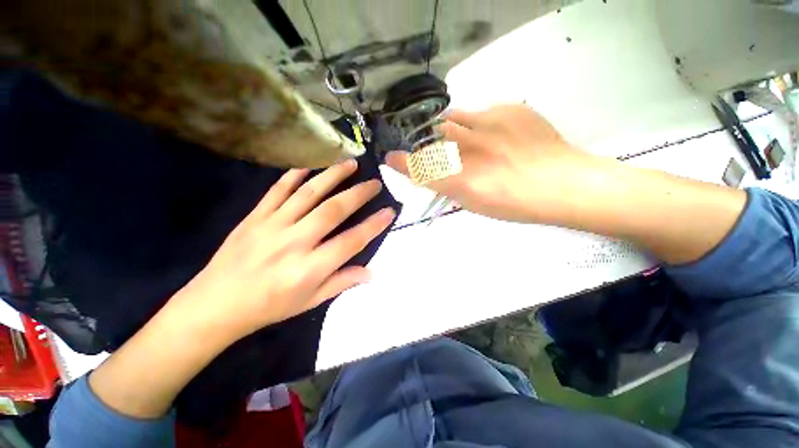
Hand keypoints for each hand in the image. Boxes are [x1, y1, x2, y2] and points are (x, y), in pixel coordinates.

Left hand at [171, 159, 395, 339]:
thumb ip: (342, 283)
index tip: (389, 211)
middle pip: (333, 211)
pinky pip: (277, 190)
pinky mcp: (255, 217)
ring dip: (332, 176)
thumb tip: (370, 273)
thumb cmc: (269, 307)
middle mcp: (295, 242)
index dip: (373, 225)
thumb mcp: (310, 302)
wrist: (215, 305)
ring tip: (350, 164)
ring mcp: (273, 226)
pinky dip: (295, 176)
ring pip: (308, 193)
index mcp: (310, 268)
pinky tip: (309, 167)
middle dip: (358, 194)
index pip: (351, 241)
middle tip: (374, 182)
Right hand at [387, 104, 598, 222]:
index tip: (390, 158)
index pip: (420, 168)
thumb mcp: (474, 203)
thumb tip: (434, 174)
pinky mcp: (510, 109)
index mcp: (462, 180)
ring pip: (454, 118)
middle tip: (440, 150)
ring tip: (466, 139)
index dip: (402, 162)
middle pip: (434, 138)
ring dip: (450, 129)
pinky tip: (495, 136)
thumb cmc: (516, 204)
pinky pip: (481, 111)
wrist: (563, 184)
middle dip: (430, 143)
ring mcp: (490, 124)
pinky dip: (479, 123)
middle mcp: (471, 149)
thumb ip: (448, 188)